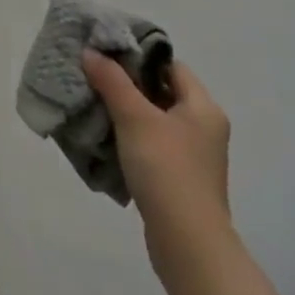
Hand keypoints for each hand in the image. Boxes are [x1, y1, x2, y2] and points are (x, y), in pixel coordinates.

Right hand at [83, 51, 233, 282]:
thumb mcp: (134, 117)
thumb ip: (112, 80)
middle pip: (160, 90)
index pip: (170, 65)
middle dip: (126, 81)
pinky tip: (104, 134)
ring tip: (92, 99)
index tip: (106, 51)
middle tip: (92, 72)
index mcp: (203, 108)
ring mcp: (192, 155)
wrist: (187, 244)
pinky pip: (150, 143)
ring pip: (153, 118)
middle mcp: (203, 127)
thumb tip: (91, 52)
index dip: (139, 55)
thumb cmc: (166, 169)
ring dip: (124, 109)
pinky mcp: (178, 177)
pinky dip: (129, 135)